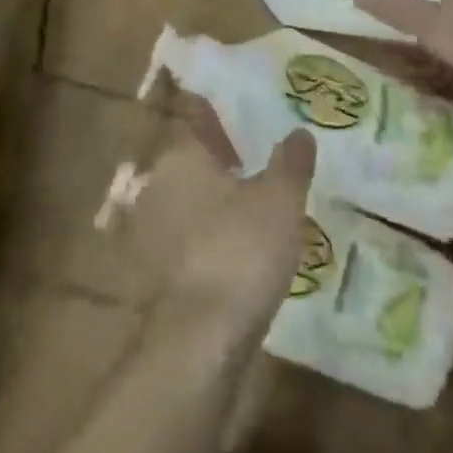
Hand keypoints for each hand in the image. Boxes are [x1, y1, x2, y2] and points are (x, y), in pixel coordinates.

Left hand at [97, 97, 315, 338]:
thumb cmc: (241, 251)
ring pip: (191, 200)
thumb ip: (290, 161)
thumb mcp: (281, 199)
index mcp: (181, 156)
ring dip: (218, 200)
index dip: (220, 113)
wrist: (201, 342)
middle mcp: (159, 185)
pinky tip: (242, 248)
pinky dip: (213, 236)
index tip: (242, 110)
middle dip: (223, 158)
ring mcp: (153, 230)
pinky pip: (191, 237)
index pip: (198, 118)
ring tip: (259, 204)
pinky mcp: (159, 271)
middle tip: (261, 157)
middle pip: (195, 160)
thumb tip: (299, 132)